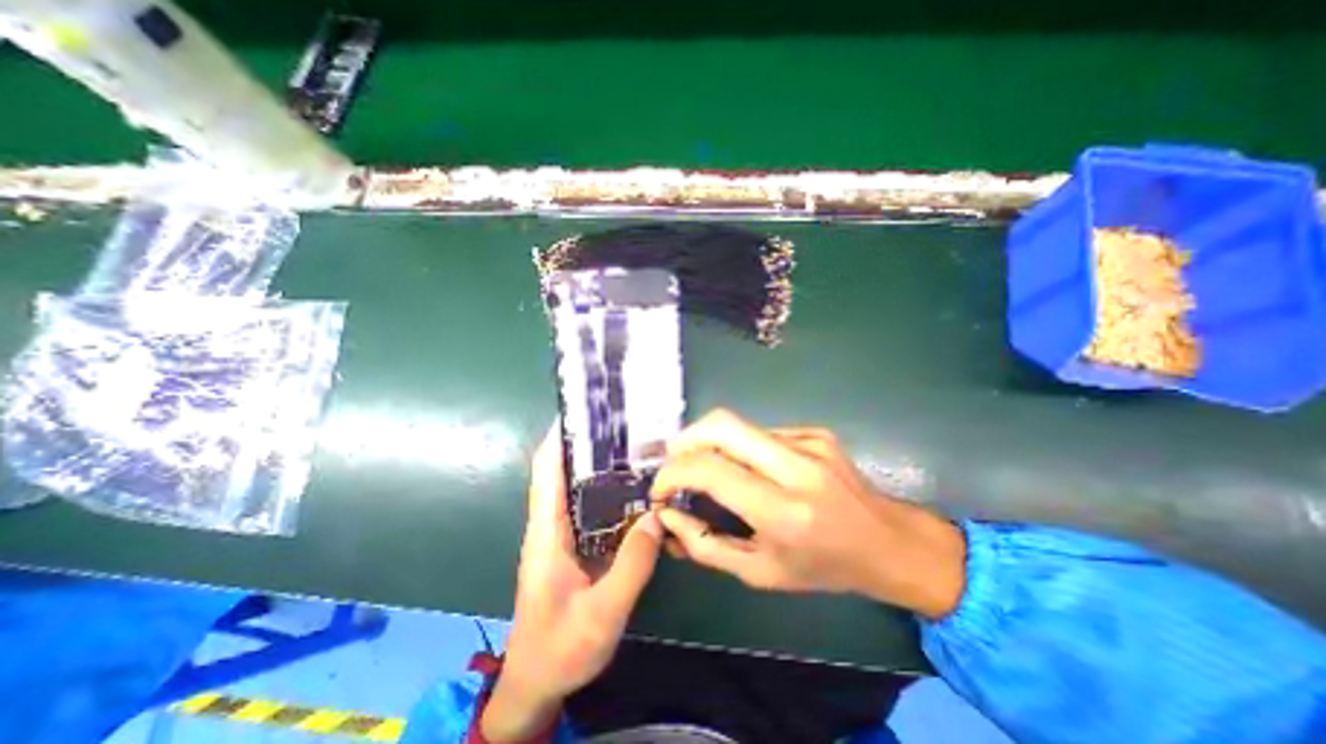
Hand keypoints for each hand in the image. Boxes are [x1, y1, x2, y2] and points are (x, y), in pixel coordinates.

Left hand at [483, 423, 662, 743]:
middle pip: (566, 471)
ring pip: (581, 488)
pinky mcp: (577, 546)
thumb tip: (656, 517)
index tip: (584, 411)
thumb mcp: (600, 614)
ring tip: (636, 448)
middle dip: (590, 444)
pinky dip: (611, 492)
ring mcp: (565, 535)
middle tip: (626, 425)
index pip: (547, 470)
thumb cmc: (559, 649)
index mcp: (546, 531)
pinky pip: (594, 509)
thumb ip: (630, 567)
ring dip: (602, 466)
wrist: (537, 683)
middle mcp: (552, 524)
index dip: (559, 437)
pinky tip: (637, 490)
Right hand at [650, 409, 965, 617]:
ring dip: (711, 443)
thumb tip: (668, 515)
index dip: (673, 473)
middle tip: (673, 462)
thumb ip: (705, 546)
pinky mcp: (815, 431)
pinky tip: (751, 469)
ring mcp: (809, 441)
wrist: (889, 543)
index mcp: (784, 511)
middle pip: (722, 425)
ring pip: (738, 425)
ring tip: (706, 468)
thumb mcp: (760, 573)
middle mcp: (797, 466)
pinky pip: (761, 432)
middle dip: (685, 439)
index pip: (711, 471)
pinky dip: (741, 447)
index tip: (660, 488)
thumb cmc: (824, 567)